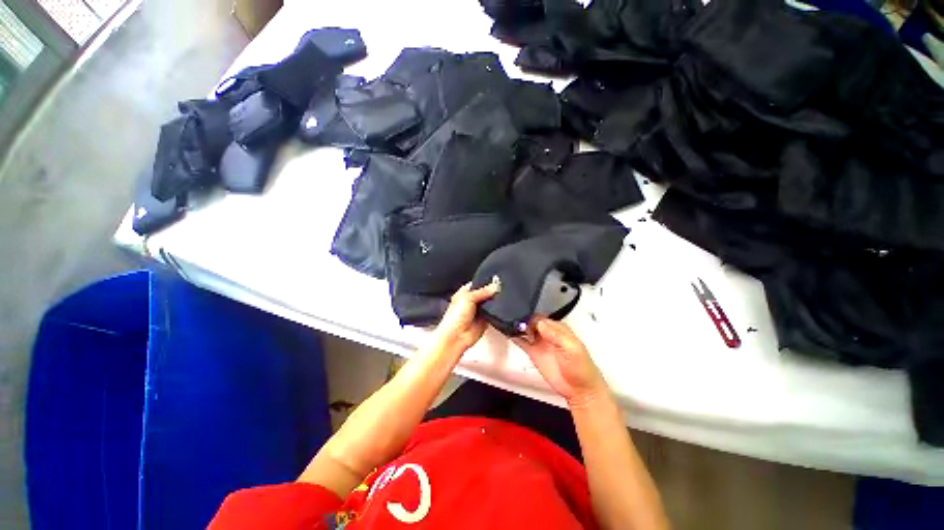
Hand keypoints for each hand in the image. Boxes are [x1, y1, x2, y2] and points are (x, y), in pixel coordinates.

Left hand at [434, 282, 498, 352]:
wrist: (456, 336)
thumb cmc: (455, 316)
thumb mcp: (468, 298)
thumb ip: (483, 291)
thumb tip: (495, 285)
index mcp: (465, 292)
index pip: (478, 284)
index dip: (487, 281)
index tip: (498, 278)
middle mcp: (472, 300)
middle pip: (486, 293)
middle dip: (493, 291)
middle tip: (504, 287)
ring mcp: (479, 310)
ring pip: (491, 302)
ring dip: (496, 301)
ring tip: (506, 295)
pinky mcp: (485, 319)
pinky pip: (494, 313)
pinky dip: (498, 310)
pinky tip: (504, 306)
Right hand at [513, 317, 608, 408]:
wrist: (579, 390)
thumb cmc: (580, 367)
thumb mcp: (572, 349)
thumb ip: (556, 335)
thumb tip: (540, 323)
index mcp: (559, 329)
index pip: (542, 318)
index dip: (532, 317)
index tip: (522, 318)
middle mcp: (548, 333)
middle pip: (532, 321)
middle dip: (523, 319)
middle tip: (512, 320)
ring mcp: (540, 343)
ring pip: (526, 330)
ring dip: (518, 326)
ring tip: (507, 323)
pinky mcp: (533, 353)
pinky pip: (522, 342)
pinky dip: (515, 337)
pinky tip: (508, 332)